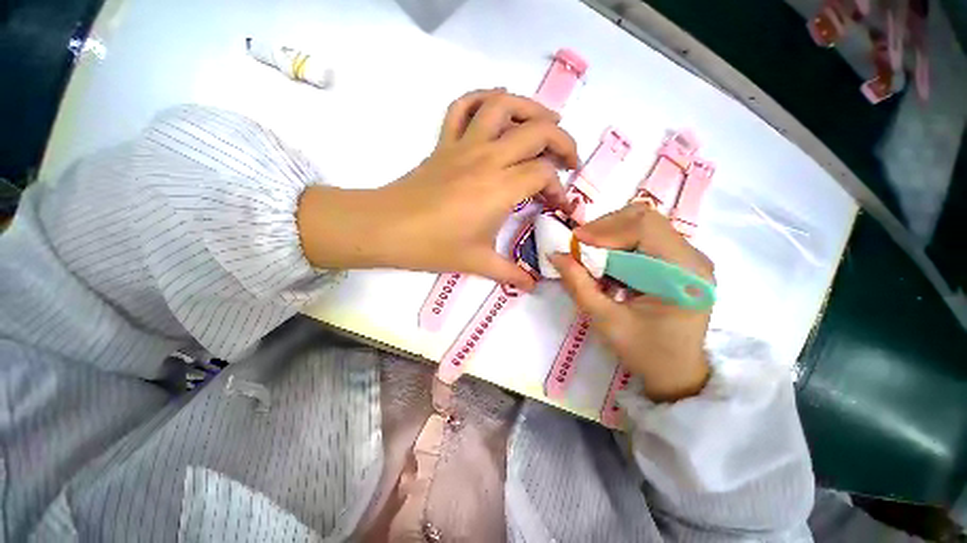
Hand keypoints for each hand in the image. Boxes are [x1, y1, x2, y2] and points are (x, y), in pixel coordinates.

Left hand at [297, 88, 578, 288]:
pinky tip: (496, 109)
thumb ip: (510, 273)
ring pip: (502, 105)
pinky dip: (482, 99)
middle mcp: (488, 158)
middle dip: (563, 141)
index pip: (544, 174)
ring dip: (530, 107)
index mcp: (500, 188)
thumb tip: (532, 286)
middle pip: (537, 131)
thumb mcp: (478, 263)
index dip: (558, 189)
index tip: (557, 206)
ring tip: (545, 120)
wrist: (388, 229)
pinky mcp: (444, 143)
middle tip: (569, 160)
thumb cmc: (435, 246)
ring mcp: (464, 145)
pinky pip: (462, 106)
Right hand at [549, 203, 714, 401]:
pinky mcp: (678, 261)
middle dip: (606, 228)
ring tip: (590, 254)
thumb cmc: (646, 352)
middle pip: (645, 218)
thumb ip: (578, 285)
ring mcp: (688, 257)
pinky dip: (618, 243)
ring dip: (610, 234)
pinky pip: (644, 237)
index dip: (605, 230)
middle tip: (580, 246)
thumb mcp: (605, 320)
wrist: (677, 373)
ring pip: (643, 224)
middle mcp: (692, 257)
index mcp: (684, 273)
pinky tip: (606, 261)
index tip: (575, 242)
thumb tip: (556, 255)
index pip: (644, 228)